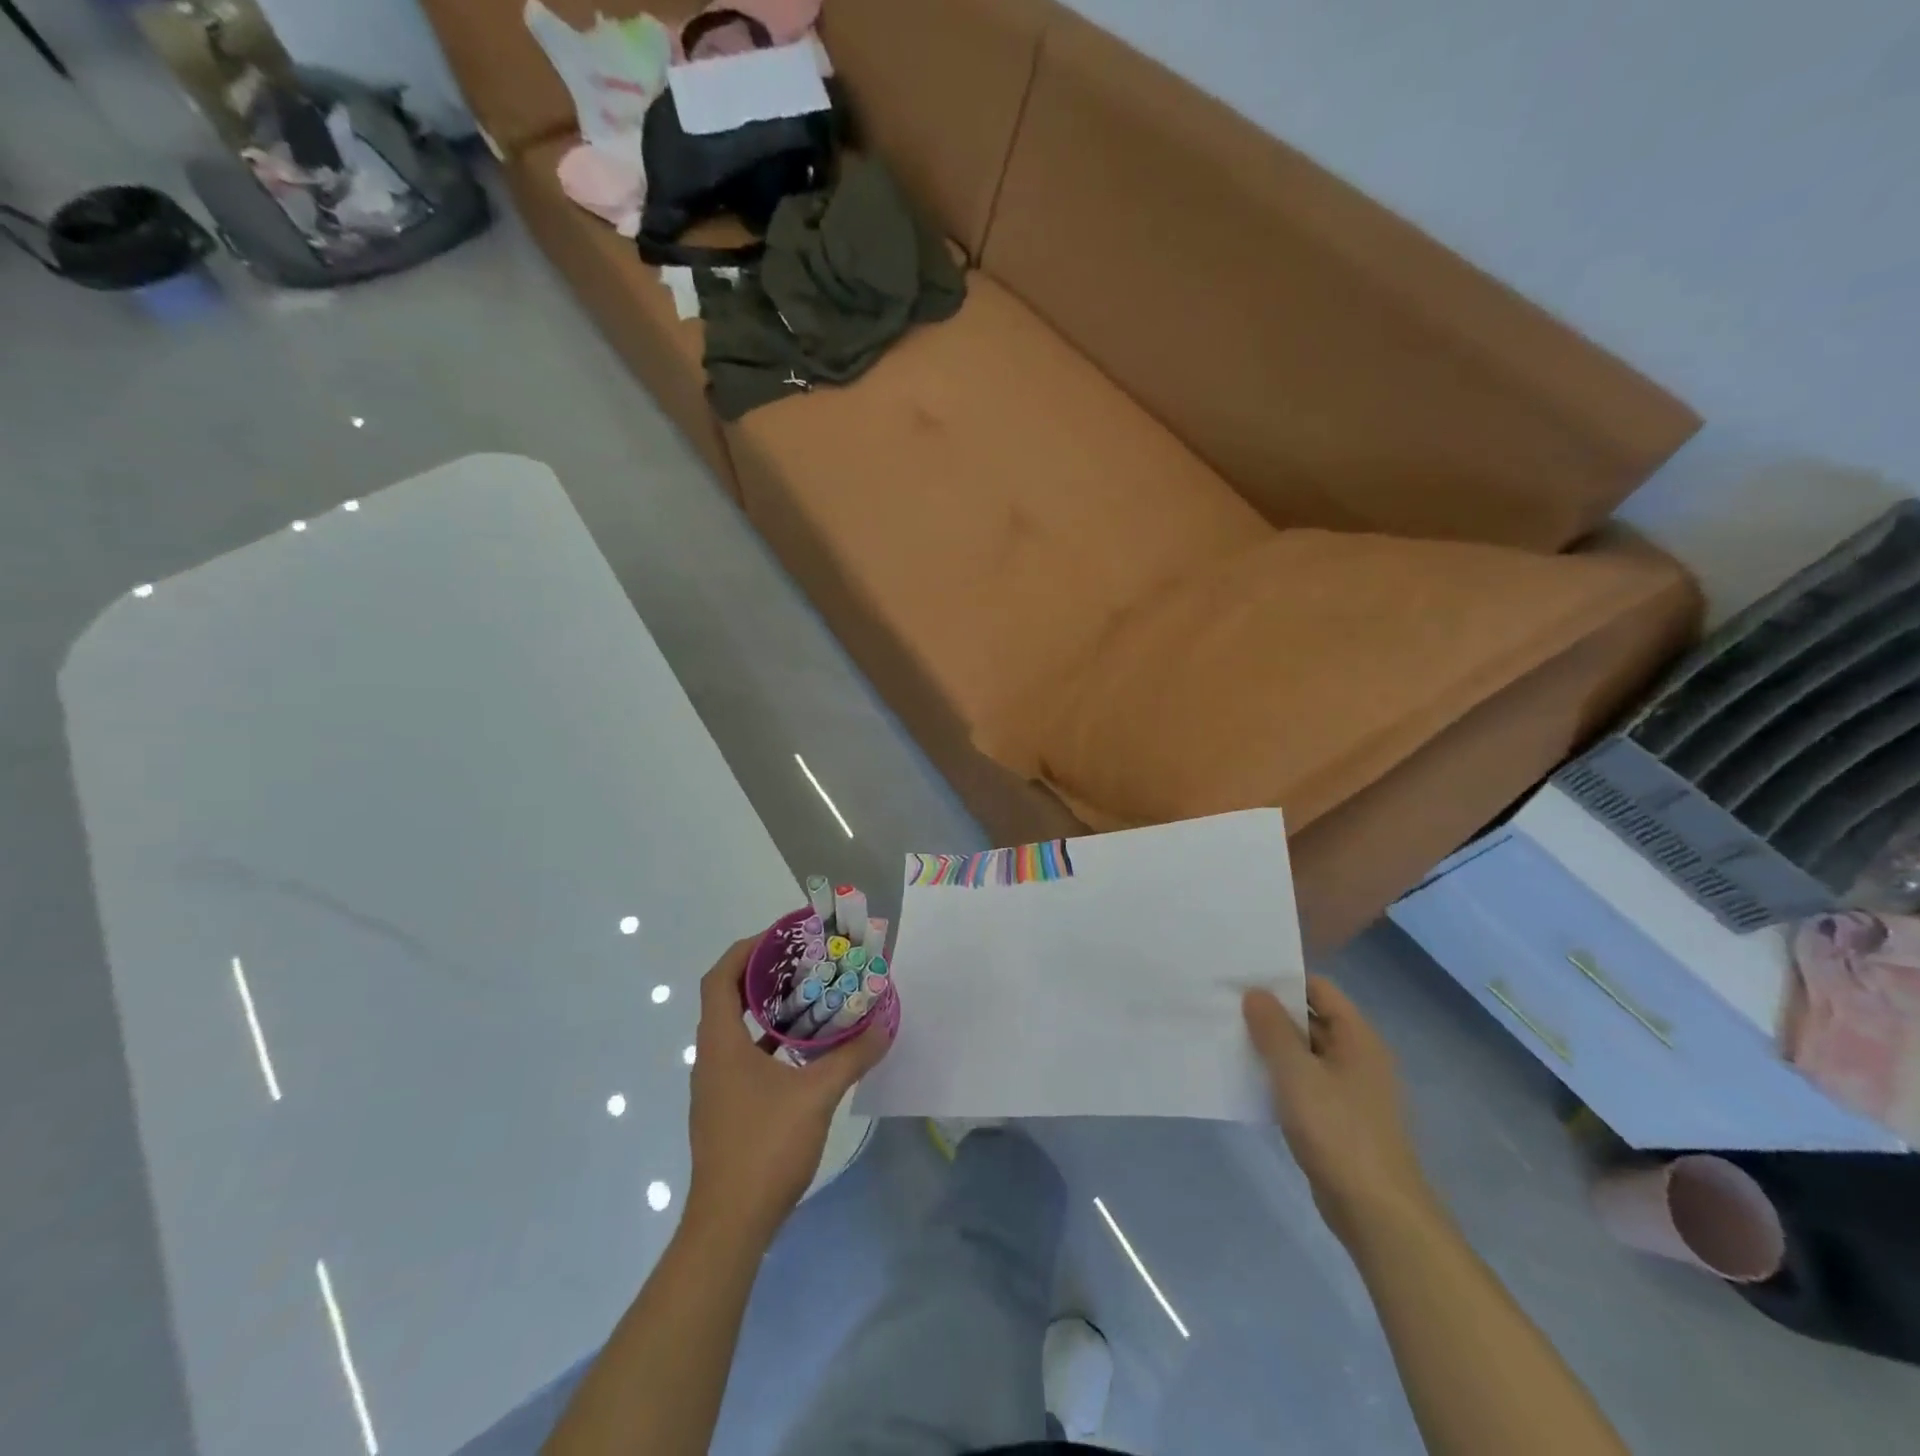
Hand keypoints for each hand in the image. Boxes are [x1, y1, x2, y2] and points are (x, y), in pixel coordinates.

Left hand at [685, 937, 890, 1243]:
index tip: (781, 937)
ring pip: (738, 1030)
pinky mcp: (727, 1108)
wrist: (729, 1226)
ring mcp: (717, 1086)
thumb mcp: (816, 1096)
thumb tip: (884, 1027)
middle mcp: (711, 1058)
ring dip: (768, 1009)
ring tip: (810, 996)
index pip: (720, 978)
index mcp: (720, 1044)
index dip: (746, 950)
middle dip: (763, 974)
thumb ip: (851, 1057)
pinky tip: (805, 1050)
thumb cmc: (764, 1148)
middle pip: (728, 998)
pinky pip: (746, 1057)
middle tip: (804, 961)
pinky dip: (770, 1042)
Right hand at [1243, 977, 1437, 1250]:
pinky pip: (1304, 1083)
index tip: (1243, 977)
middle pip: (1312, 1019)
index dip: (1283, 979)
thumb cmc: (1338, 1131)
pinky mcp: (1338, 1118)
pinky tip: (1248, 1078)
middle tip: (1226, 1004)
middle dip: (1272, 1012)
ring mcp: (1349, 1090)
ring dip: (1273, 1046)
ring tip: (1229, 1036)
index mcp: (1357, 1037)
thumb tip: (1255, 992)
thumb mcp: (1297, 1074)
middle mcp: (1358, 1057)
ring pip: (1305, 1053)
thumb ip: (1273, 1029)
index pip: (1319, 989)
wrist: (1376, 1212)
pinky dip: (1279, 1076)